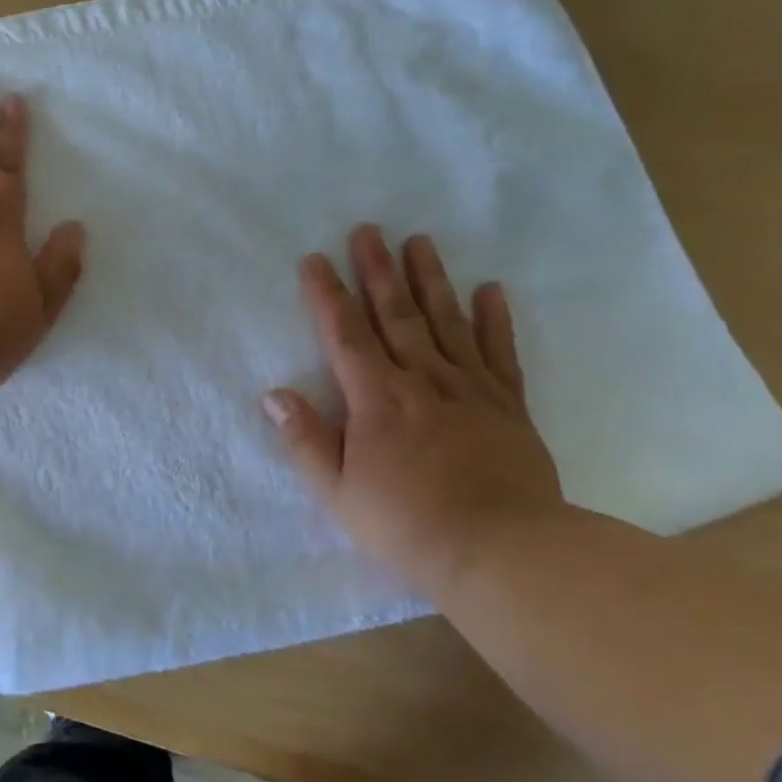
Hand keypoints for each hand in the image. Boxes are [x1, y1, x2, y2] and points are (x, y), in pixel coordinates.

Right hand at [264, 224, 562, 594]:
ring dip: (430, 279)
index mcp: (376, 399)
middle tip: (368, 230)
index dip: (327, 294)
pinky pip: (500, 354)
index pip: (344, 334)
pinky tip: (490, 289)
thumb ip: (305, 440)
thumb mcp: (337, 492)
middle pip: (395, 314)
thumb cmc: (407, 524)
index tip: (315, 258)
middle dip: (377, 270)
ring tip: (420, 241)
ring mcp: (469, 389)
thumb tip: (273, 395)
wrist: (503, 552)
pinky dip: (495, 320)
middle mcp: (421, 380)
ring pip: (446, 321)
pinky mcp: (508, 406)